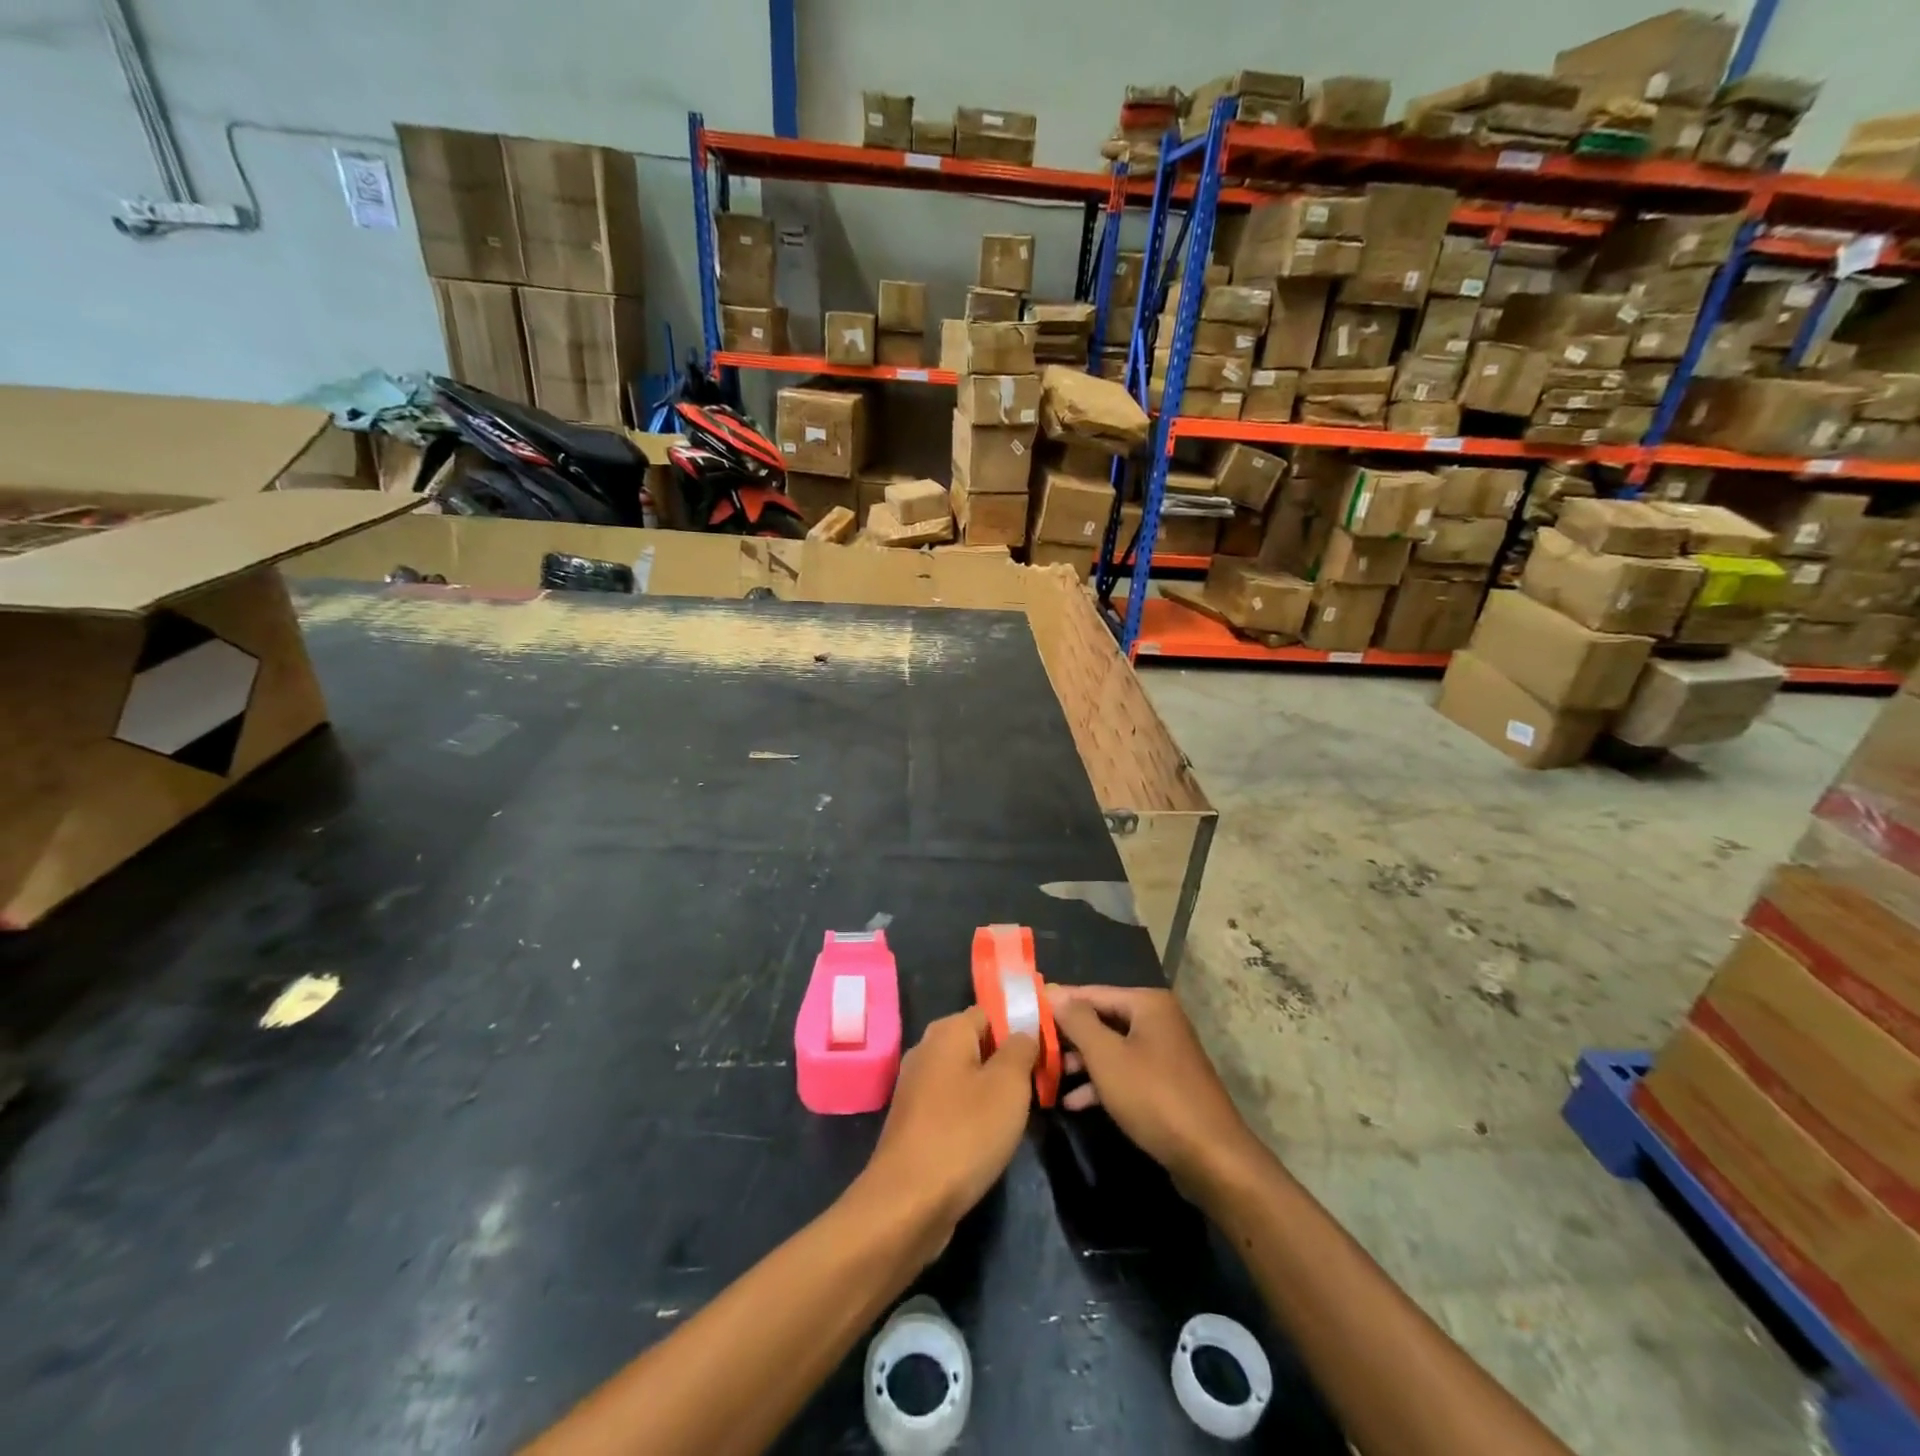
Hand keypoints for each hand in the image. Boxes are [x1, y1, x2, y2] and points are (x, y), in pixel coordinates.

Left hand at [855, 1008, 1036, 1253]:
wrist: (909, 1202)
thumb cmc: (965, 1132)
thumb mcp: (1009, 1085)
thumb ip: (1021, 1049)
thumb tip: (1024, 1032)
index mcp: (947, 1031)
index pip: (992, 1011)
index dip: (1022, 1025)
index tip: (1049, 1049)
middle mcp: (926, 1050)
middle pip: (978, 1042)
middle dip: (1009, 1060)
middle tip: (1040, 1082)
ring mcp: (916, 1086)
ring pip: (966, 1075)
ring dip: (992, 1089)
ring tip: (1022, 1111)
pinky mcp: (914, 1121)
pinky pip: (952, 1103)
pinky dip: (973, 1113)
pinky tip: (991, 1136)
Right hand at [1047, 985, 1263, 1194]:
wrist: (1212, 1158)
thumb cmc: (1154, 1097)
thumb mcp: (1106, 1057)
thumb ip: (1077, 1021)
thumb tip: (1052, 992)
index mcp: (1147, 1004)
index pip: (1091, 993)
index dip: (1057, 1003)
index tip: (1024, 1012)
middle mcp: (1158, 1020)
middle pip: (1101, 1019)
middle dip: (1068, 1037)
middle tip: (1032, 1048)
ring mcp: (1164, 1052)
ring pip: (1111, 1048)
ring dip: (1080, 1063)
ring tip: (1047, 1077)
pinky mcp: (1165, 1083)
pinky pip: (1125, 1072)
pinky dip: (1100, 1083)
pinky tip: (1073, 1102)